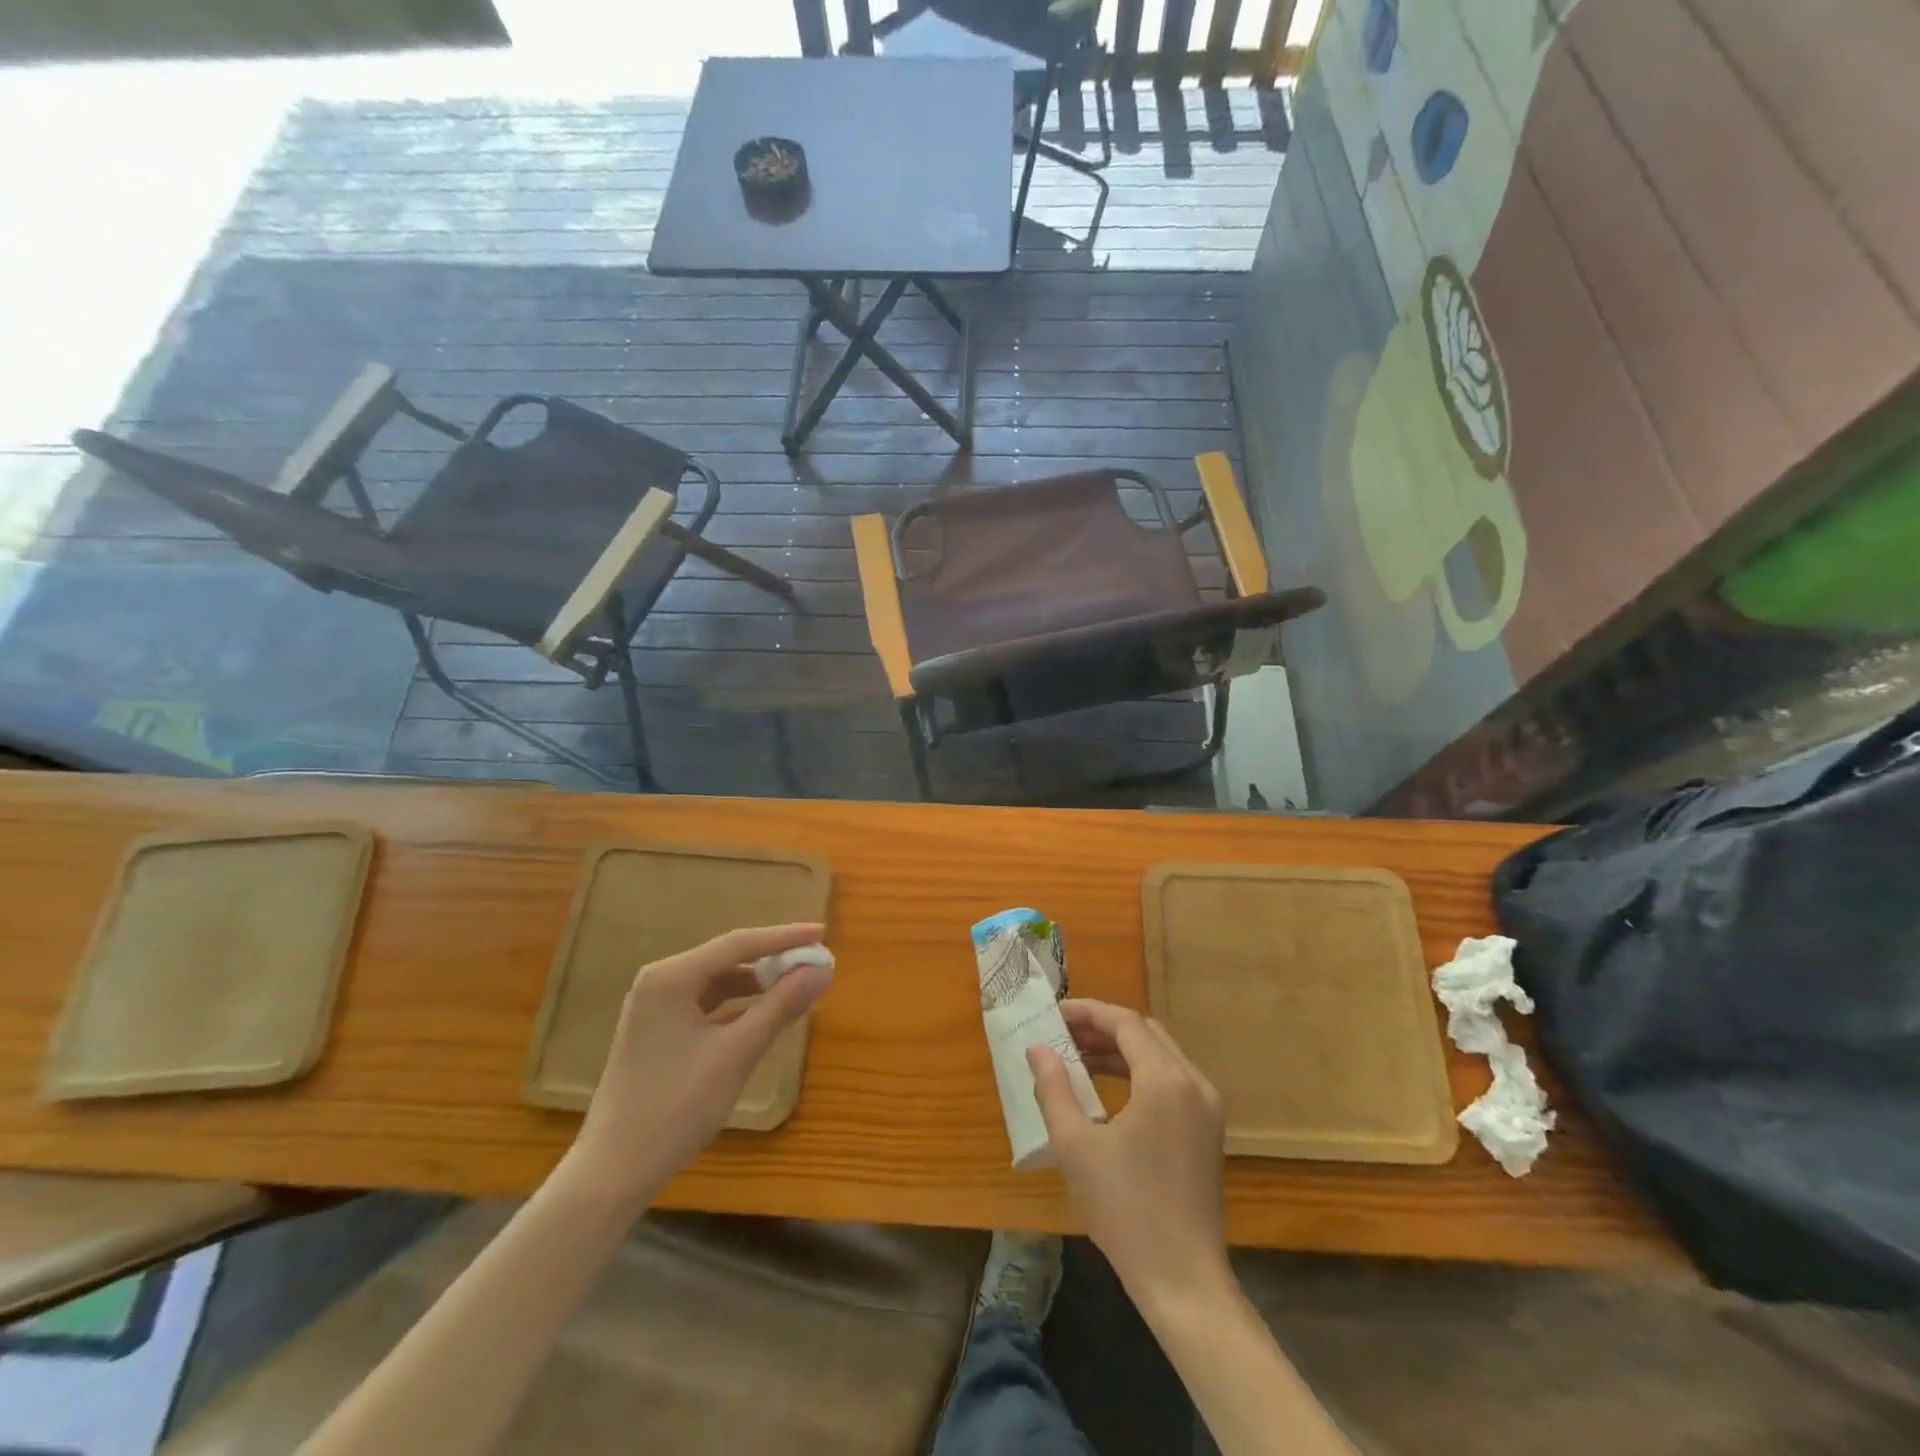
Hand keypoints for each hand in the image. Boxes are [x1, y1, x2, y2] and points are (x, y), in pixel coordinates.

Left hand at [561, 923, 830, 1210]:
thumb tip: (822, 970)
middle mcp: (660, 982)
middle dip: (773, 960)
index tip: (822, 934)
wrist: (613, 1173)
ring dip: (758, 984)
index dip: (784, 938)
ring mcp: (656, 1008)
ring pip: (719, 983)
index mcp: (671, 977)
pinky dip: (739, 1007)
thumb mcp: (736, 1054)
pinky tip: (766, 1015)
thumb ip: (780, 1007)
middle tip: (816, 963)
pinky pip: (708, 1006)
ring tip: (798, 987)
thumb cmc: (675, 1107)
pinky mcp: (659, 1033)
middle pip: (728, 959)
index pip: (738, 944)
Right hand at [1027, 999, 1230, 1315]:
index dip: (1088, 1012)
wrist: (1183, 1280)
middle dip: (1103, 1027)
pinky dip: (1140, 1073)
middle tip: (1064, 1033)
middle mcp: (1194, 1082)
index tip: (1054, 1013)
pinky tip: (1110, 1089)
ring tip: (1079, 1057)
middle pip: (1146, 1033)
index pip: (1125, 1022)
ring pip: (1161, 1055)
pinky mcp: (1209, 1131)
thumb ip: (1054, 1088)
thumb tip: (1038, 1048)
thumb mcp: (1075, 1146)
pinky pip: (1172, 1081)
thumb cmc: (1125, 1209)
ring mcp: (1207, 1107)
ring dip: (1121, 1049)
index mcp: (1166, 1079)